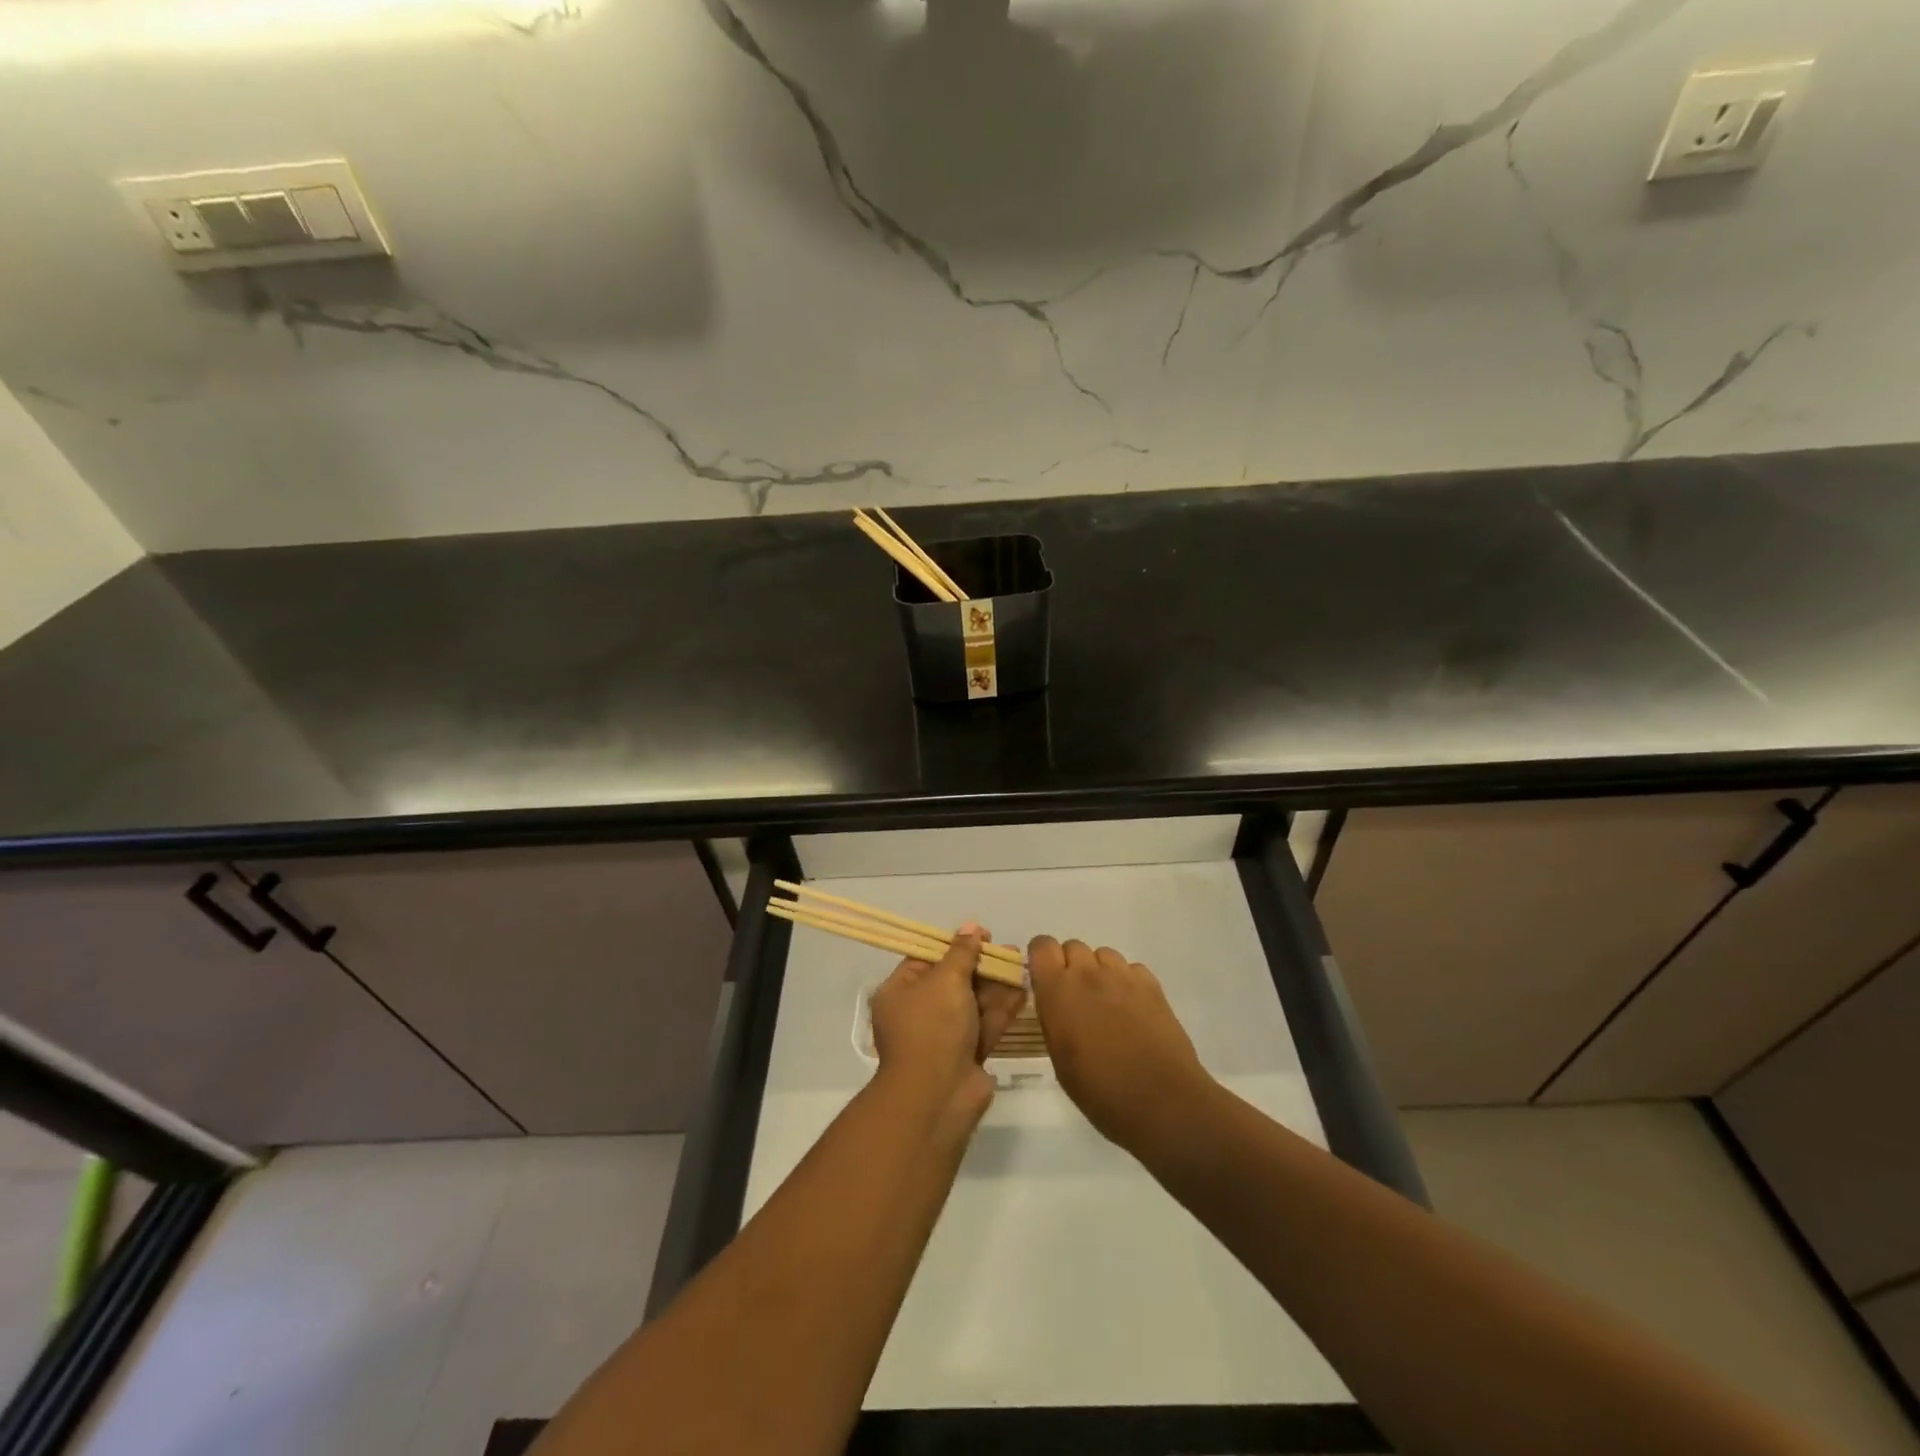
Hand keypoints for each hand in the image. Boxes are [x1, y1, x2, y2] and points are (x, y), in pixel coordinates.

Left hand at [869, 923, 1027, 1124]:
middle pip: (953, 980)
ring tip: (1021, 965)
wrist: (938, 1097)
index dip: (955, 945)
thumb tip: (969, 926)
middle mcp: (918, 1013)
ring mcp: (943, 1037)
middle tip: (1009, 951)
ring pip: (972, 1003)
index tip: (982, 935)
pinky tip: (1022, 992)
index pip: (926, 959)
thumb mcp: (945, 980)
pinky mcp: (966, 1056)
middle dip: (982, 965)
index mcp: (900, 992)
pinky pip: (984, 1025)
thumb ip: (962, 952)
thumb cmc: (933, 1027)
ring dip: (996, 985)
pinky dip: (1002, 1009)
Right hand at [1028, 937, 1212, 1155]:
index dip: (1042, 958)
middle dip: (1072, 966)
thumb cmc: (1099, 1090)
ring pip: (1103, 955)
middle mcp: (1087, 973)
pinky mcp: (1151, 984)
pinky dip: (1127, 982)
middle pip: (1073, 947)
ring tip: (1107, 1004)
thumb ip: (1053, 1018)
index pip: (1042, 945)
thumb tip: (1056, 1004)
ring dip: (1099, 972)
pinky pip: (1131, 969)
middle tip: (1078, 998)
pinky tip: (1133, 1010)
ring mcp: (1122, 975)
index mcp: (1058, 990)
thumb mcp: (1059, 1057)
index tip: (1045, 978)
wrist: (1160, 1100)